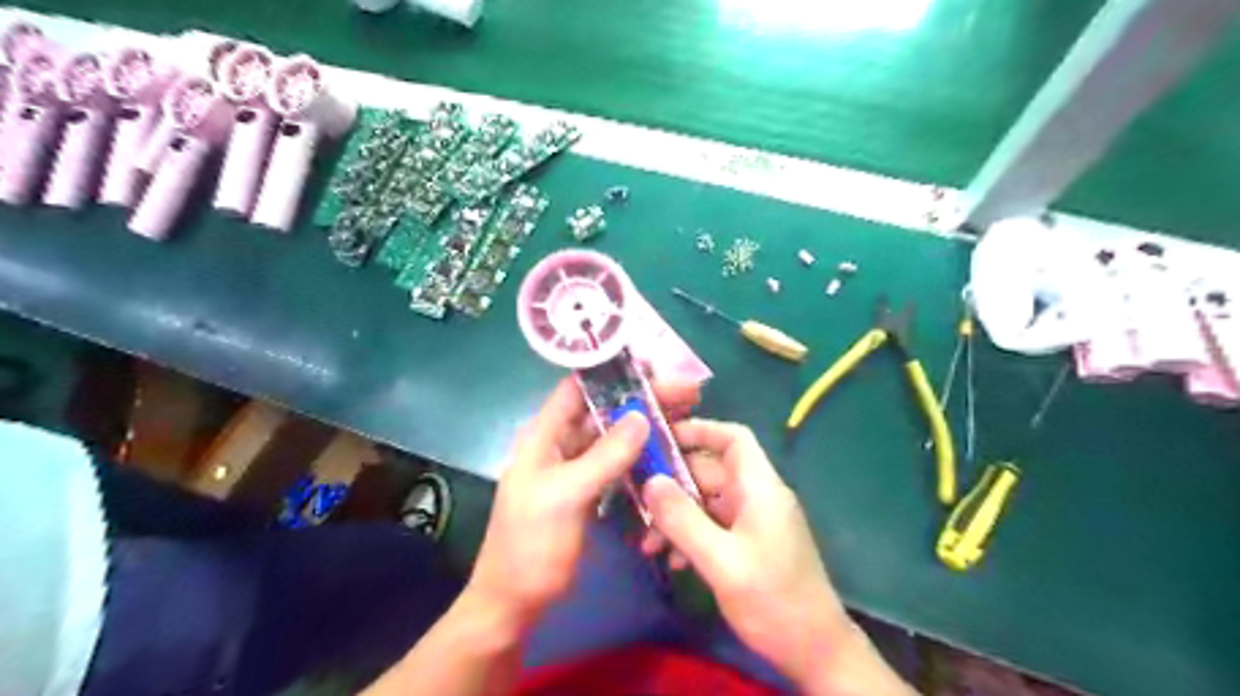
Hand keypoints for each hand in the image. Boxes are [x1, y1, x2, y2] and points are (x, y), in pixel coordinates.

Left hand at [464, 380, 695, 629]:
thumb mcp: (566, 497)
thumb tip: (641, 416)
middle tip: (687, 392)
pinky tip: (667, 451)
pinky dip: (641, 455)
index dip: (613, 372)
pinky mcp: (589, 490)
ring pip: (614, 436)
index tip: (655, 365)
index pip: (578, 388)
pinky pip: (617, 463)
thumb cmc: (531, 547)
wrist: (515, 603)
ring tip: (686, 415)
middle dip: (643, 398)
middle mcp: (560, 444)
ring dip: (646, 425)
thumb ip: (604, 457)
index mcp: (544, 436)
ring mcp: (575, 468)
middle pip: (604, 410)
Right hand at [638, 422, 853, 687]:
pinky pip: (713, 525)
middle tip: (637, 498)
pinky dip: (690, 535)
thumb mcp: (722, 561)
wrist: (814, 651)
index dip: (699, 430)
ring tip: (646, 541)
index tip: (660, 439)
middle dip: (673, 483)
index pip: (733, 438)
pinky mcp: (749, 543)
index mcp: (760, 488)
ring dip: (676, 515)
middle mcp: (757, 496)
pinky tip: (671, 559)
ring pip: (707, 500)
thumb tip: (650, 481)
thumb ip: (684, 520)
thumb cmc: (772, 600)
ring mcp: (753, 520)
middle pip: (711, 470)